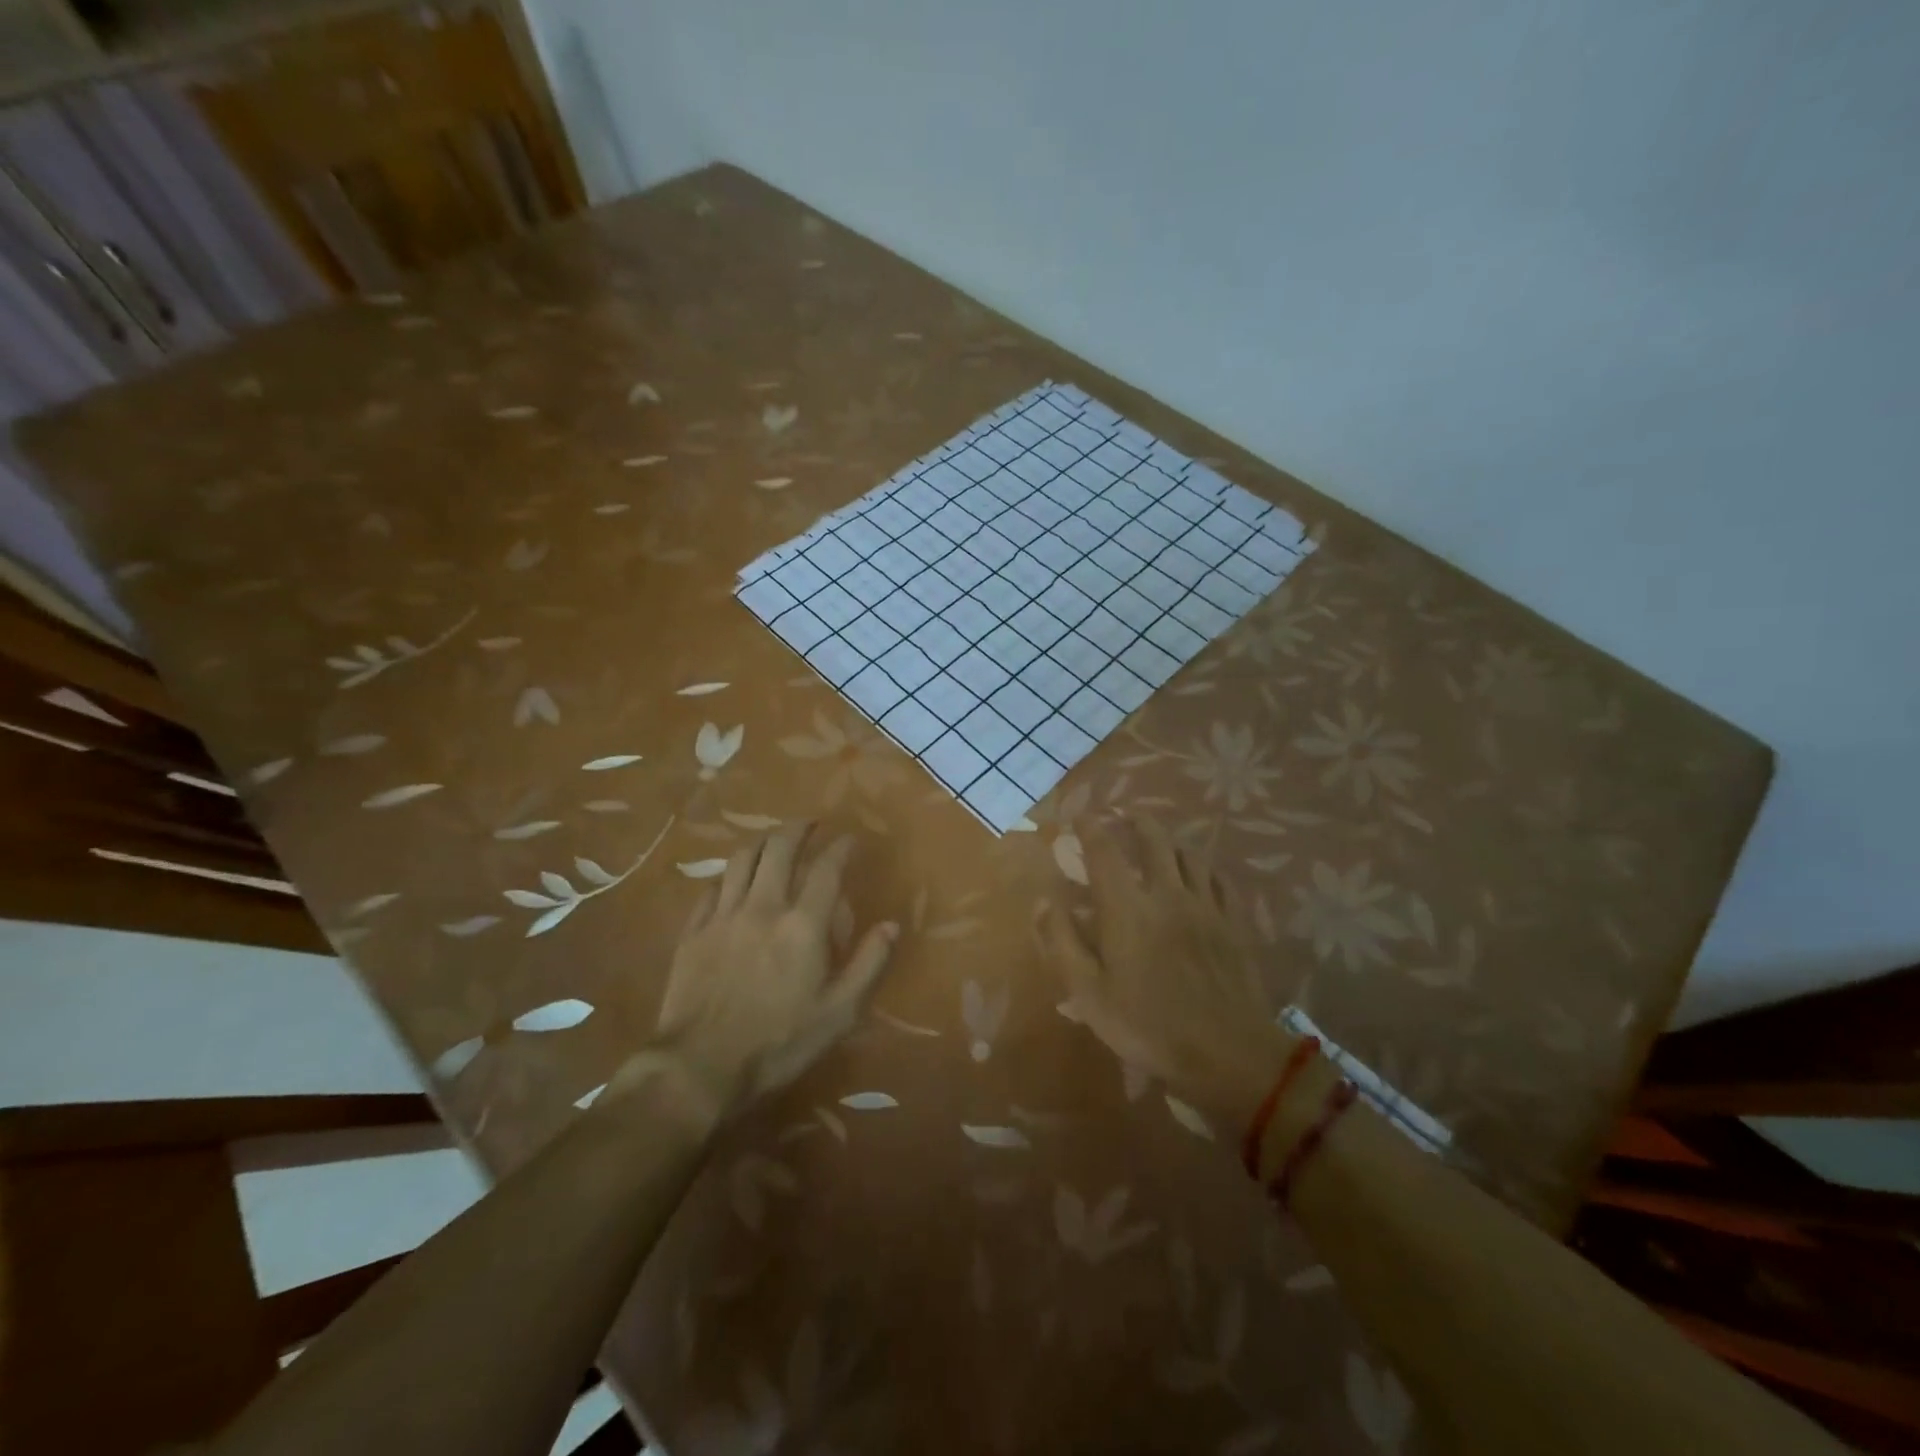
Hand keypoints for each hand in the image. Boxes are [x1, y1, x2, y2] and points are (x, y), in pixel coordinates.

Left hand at [650, 822, 897, 1115]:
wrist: (699, 1067)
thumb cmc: (778, 1043)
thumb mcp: (839, 1013)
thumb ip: (869, 964)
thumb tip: (892, 925)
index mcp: (803, 925)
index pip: (827, 869)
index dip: (841, 847)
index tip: (850, 839)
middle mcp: (763, 907)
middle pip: (780, 848)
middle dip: (798, 828)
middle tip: (811, 824)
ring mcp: (723, 916)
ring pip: (742, 859)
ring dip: (763, 841)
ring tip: (774, 839)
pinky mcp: (694, 931)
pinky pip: (711, 888)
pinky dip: (728, 875)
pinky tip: (733, 880)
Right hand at [1038, 814, 1289, 1128]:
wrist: (1228, 1054)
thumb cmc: (1147, 1026)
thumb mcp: (1088, 993)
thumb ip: (1062, 942)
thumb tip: (1044, 900)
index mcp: (1127, 908)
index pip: (1104, 850)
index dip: (1089, 827)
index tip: (1079, 816)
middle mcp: (1167, 894)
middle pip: (1154, 839)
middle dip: (1135, 820)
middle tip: (1122, 815)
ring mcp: (1206, 906)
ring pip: (1189, 854)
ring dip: (1170, 840)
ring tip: (1159, 841)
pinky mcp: (1233, 923)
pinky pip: (1220, 880)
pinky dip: (1204, 867)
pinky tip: (1201, 873)